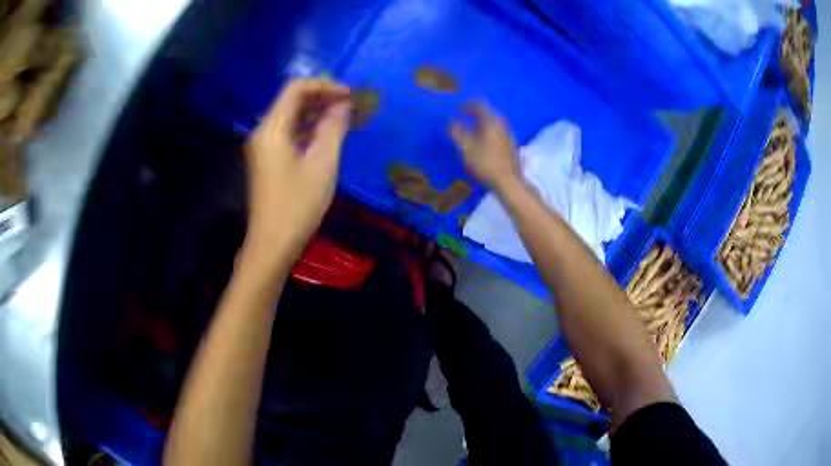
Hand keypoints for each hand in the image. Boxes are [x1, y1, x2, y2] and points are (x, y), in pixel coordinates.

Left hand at [244, 78, 350, 258]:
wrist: (272, 244)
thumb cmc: (298, 206)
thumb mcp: (322, 164)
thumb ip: (333, 128)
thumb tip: (343, 104)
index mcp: (273, 129)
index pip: (296, 89)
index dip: (325, 85)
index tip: (350, 95)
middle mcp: (263, 131)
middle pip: (292, 100)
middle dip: (322, 97)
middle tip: (351, 106)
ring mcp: (264, 146)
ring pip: (291, 116)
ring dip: (317, 112)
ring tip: (345, 118)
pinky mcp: (267, 159)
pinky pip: (289, 132)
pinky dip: (308, 128)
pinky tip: (328, 135)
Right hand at [449, 102, 519, 190]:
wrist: (508, 181)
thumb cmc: (485, 162)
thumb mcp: (466, 147)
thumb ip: (456, 132)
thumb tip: (449, 121)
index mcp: (491, 121)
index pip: (479, 104)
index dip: (466, 105)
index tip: (457, 109)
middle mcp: (502, 124)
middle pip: (488, 112)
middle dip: (474, 113)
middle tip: (463, 117)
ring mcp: (509, 134)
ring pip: (493, 122)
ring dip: (481, 122)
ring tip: (471, 130)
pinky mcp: (511, 144)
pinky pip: (497, 131)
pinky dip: (488, 131)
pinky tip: (483, 142)